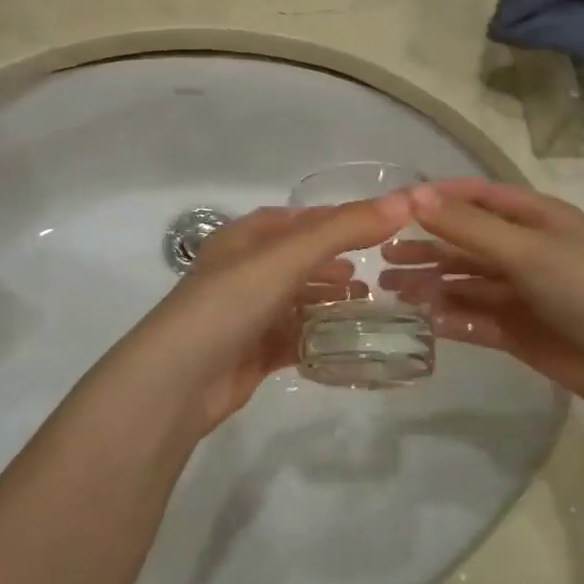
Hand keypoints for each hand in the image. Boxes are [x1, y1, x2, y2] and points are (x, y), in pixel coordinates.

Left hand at [95, 195, 410, 442]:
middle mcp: (245, 272)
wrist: (179, 381)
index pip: (299, 219)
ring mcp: (249, 314)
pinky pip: (296, 338)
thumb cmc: (230, 303)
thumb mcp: (287, 257)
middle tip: (379, 270)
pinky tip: (350, 342)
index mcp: (245, 239)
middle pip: (300, 260)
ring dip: (331, 300)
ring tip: (370, 303)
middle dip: (336, 263)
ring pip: (299, 300)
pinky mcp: (254, 353)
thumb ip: (343, 229)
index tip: (381, 226)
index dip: (337, 219)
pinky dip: (321, 337)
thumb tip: (404, 202)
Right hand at [379, 180, 583, 414]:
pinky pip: (475, 319)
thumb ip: (467, 226)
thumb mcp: (525, 248)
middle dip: (427, 248)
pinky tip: (422, 321)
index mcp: (536, 219)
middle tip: (383, 257)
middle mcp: (526, 251)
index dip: (439, 198)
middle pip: (466, 243)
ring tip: (390, 290)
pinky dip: (449, 318)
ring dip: (431, 284)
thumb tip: (413, 196)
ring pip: (465, 283)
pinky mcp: (517, 331)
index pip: (479, 197)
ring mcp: (521, 293)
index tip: (396, 207)